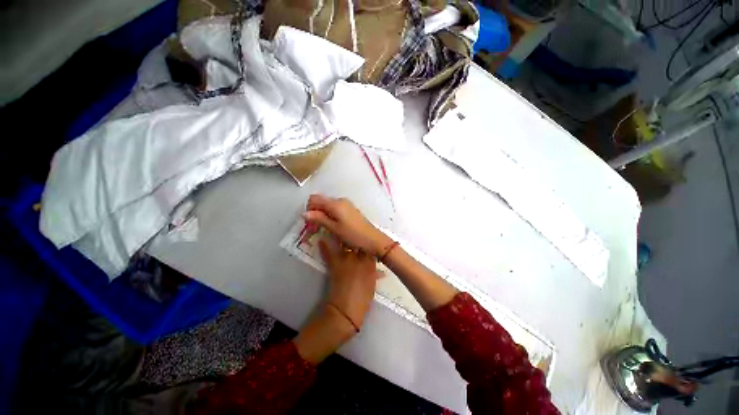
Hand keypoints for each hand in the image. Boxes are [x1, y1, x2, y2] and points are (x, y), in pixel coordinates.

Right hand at [303, 194, 392, 256]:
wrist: (372, 239)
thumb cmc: (353, 235)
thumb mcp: (334, 228)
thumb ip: (319, 219)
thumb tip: (304, 213)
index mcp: (335, 203)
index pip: (314, 198)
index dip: (309, 208)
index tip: (309, 222)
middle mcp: (340, 200)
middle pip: (321, 201)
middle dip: (315, 212)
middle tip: (314, 228)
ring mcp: (346, 204)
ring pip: (328, 205)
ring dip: (322, 215)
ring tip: (323, 228)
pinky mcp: (350, 209)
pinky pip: (335, 208)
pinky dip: (330, 215)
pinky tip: (332, 226)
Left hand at [320, 239, 378, 328]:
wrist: (347, 308)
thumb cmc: (364, 298)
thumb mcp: (373, 284)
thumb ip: (375, 274)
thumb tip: (380, 272)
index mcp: (371, 262)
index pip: (370, 246)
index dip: (367, 240)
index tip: (365, 237)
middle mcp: (359, 257)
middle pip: (357, 241)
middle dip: (355, 236)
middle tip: (352, 230)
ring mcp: (346, 259)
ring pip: (344, 243)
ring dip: (341, 237)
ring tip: (338, 229)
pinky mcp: (335, 264)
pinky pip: (328, 253)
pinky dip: (324, 247)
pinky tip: (321, 240)